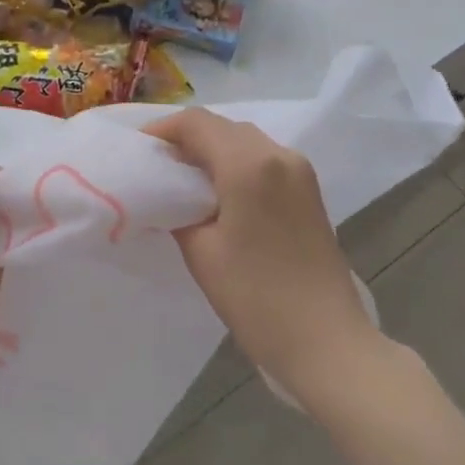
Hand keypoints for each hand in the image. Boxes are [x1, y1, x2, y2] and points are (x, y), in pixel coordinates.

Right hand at [148, 110, 379, 412]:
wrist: (326, 341)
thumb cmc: (256, 298)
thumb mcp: (201, 252)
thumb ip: (177, 209)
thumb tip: (166, 193)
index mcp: (249, 164)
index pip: (196, 123)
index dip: (162, 129)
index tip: (138, 150)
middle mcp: (278, 154)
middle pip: (222, 126)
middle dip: (185, 138)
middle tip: (156, 166)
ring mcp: (299, 170)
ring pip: (244, 139)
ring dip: (212, 148)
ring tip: (182, 178)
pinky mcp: (308, 188)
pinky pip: (263, 157)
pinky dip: (235, 162)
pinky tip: (218, 191)